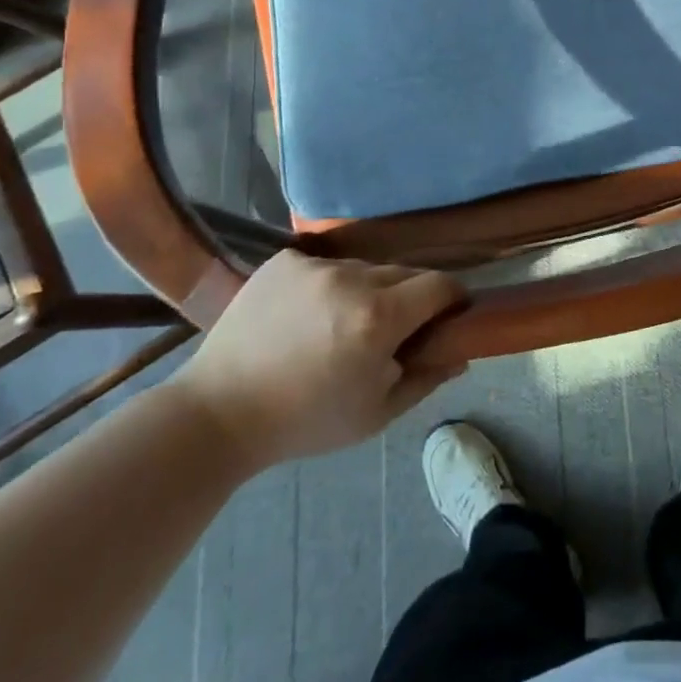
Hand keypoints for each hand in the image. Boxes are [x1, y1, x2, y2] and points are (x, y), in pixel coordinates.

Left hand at [170, 251, 465, 473]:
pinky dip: (327, 285)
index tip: (449, 315)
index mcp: (379, 318)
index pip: (439, 285)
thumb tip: (461, 353)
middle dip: (409, 298)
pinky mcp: (284, 260)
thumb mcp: (376, 414)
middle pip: (404, 273)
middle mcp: (351, 278)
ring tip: (341, 324)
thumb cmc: (305, 421)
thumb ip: (426, 378)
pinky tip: (307, 315)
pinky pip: (325, 264)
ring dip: (367, 290)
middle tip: (392, 330)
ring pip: (363, 268)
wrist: (219, 412)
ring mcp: (314, 265)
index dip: (452, 298)